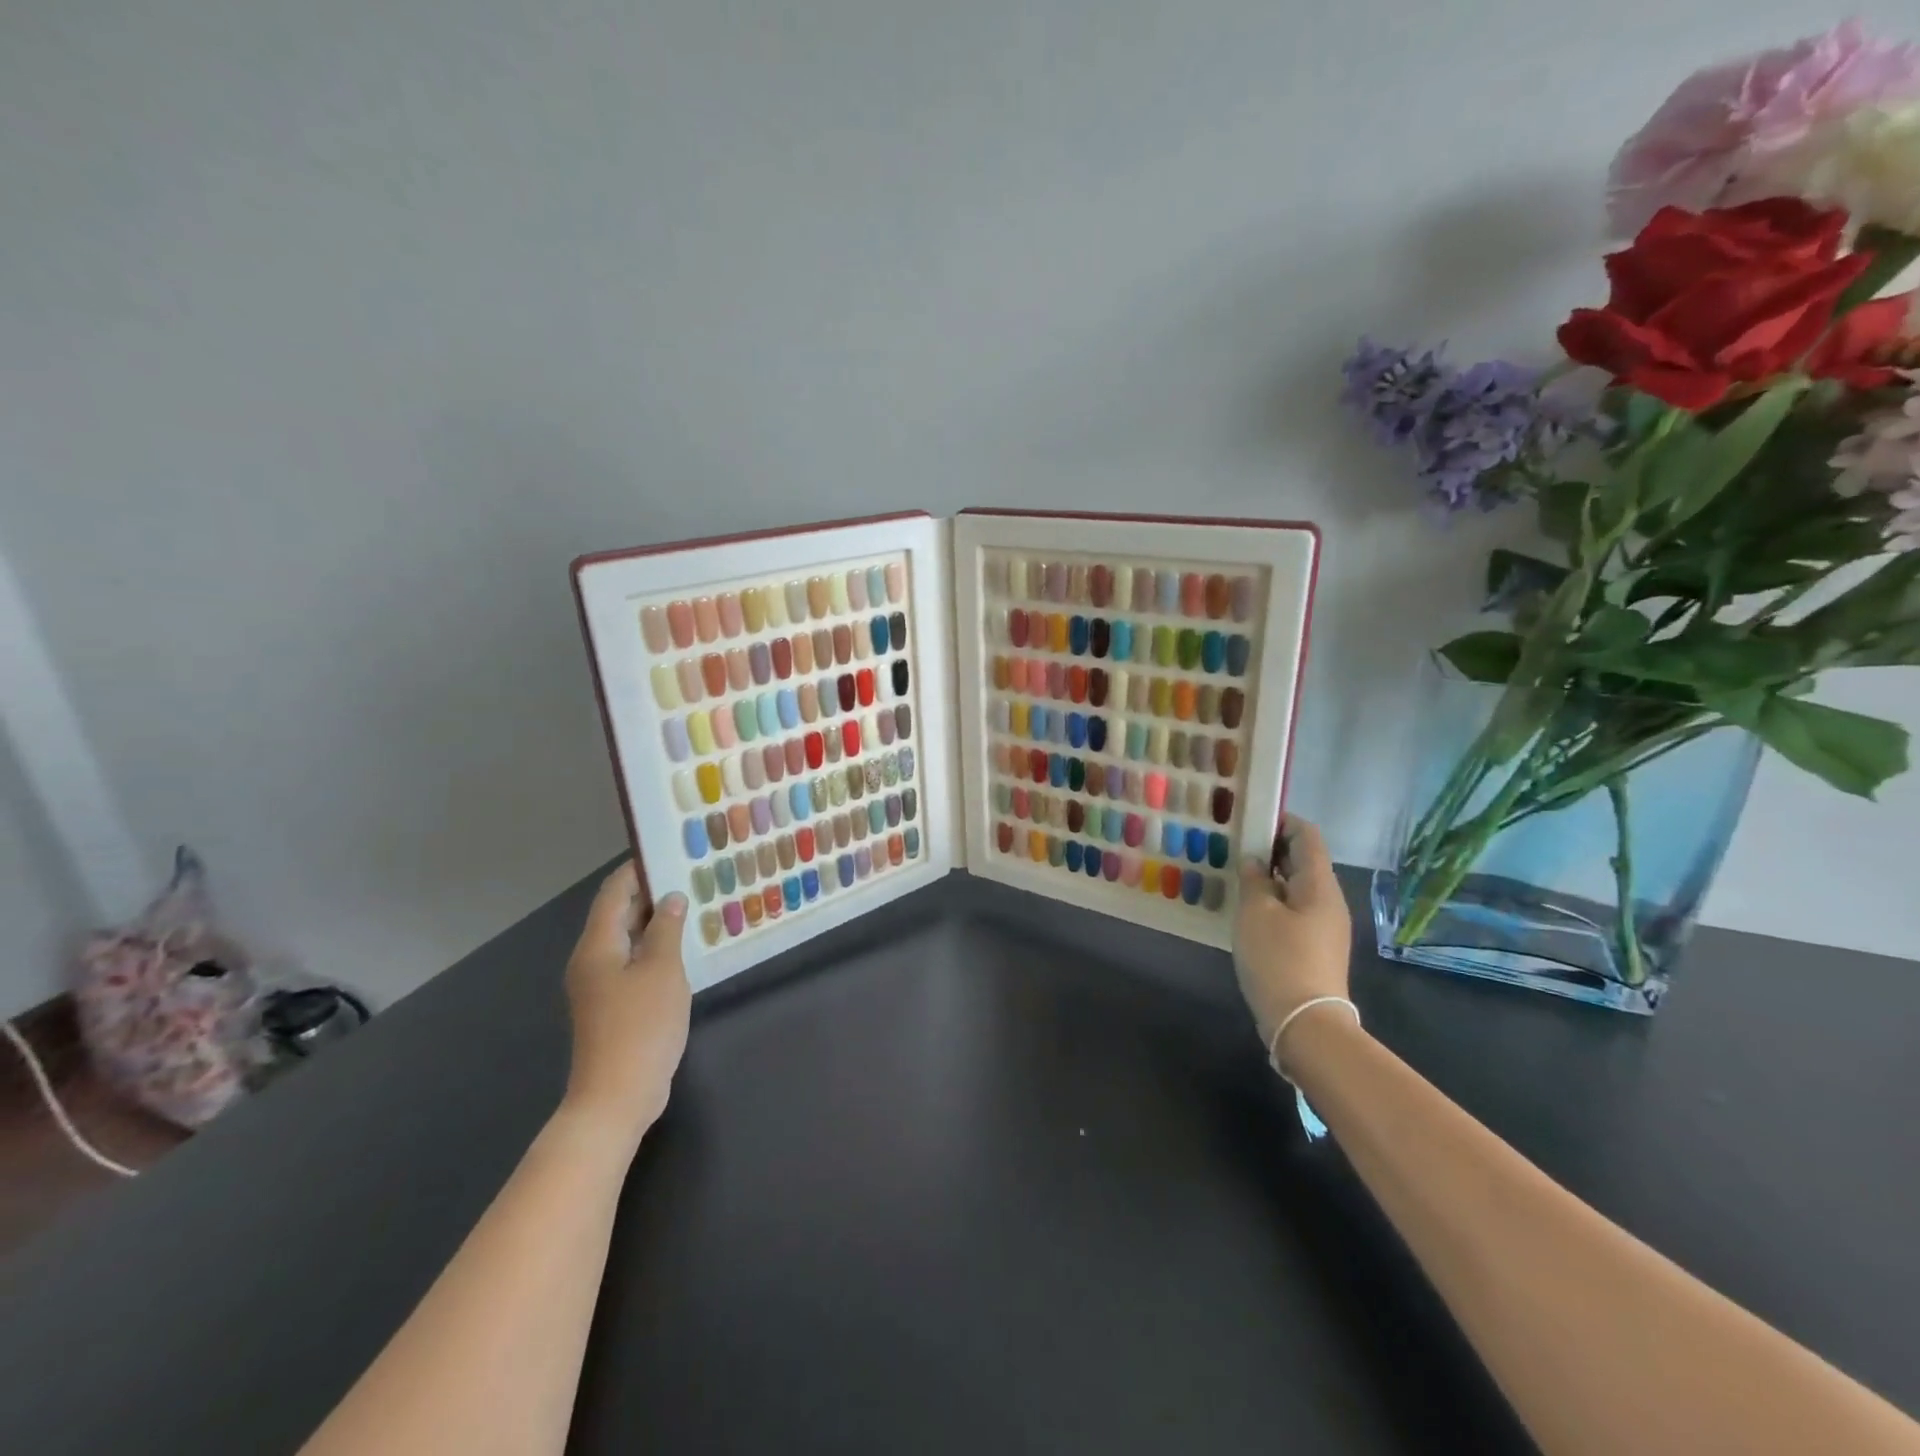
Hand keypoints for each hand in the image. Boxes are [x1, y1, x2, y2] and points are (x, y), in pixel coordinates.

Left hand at [562, 863, 691, 1151]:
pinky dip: (655, 949)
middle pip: (618, 914)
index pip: (613, 893)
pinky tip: (684, 949)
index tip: (667, 852)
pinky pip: (632, 963)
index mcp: (597, 946)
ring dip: (656, 923)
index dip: (637, 870)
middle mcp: (591, 960)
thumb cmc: (640, 1026)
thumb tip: (671, 899)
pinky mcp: (612, 1006)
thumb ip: (667, 930)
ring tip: (693, 906)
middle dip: (651, 894)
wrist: (617, 1096)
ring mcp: (600, 986)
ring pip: (627, 940)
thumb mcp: (662, 970)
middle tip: (690, 877)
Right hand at [1233, 815, 1353, 1063]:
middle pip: (1303, 861)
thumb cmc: (1278, 958)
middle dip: (1271, 848)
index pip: (1307, 836)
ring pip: (1297, 887)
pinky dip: (1274, 900)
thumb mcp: (1255, 913)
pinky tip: (1248, 909)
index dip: (1282, 821)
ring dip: (1270, 877)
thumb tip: (1256, 861)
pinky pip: (1295, 910)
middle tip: (1235, 845)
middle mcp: (1329, 900)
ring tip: (1236, 875)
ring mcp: (1325, 926)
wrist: (1306, 1022)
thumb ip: (1254, 880)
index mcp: (1319, 884)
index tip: (1251, 818)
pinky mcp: (1316, 947)